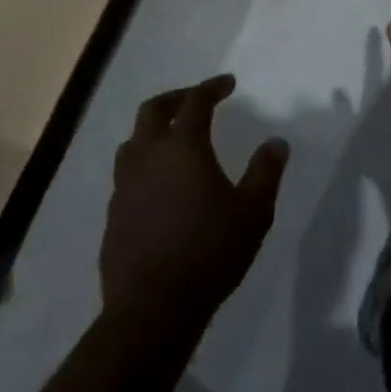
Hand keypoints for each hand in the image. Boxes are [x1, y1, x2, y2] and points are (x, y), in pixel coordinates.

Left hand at [101, 76, 288, 327]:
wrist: (152, 308)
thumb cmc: (210, 252)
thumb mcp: (253, 212)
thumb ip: (266, 172)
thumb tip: (277, 142)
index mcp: (182, 147)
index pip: (195, 102)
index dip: (212, 87)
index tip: (228, 84)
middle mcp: (147, 157)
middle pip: (153, 110)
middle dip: (176, 98)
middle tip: (196, 100)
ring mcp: (124, 186)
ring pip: (132, 141)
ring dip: (153, 130)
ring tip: (174, 140)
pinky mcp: (113, 214)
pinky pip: (126, 175)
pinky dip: (144, 165)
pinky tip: (159, 186)